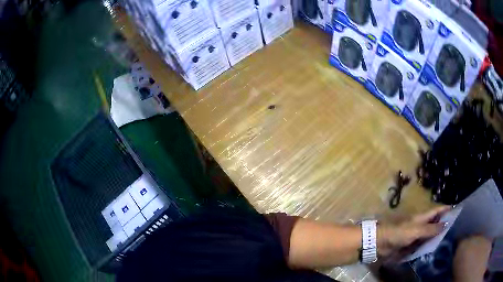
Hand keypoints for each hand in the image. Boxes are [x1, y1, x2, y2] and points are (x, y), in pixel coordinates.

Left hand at [377, 206, 450, 257]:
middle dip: (445, 224)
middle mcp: (421, 224)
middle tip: (456, 229)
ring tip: (450, 240)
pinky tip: (436, 250)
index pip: (437, 210)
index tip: (458, 209)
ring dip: (438, 236)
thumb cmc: (399, 233)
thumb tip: (446, 224)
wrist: (381, 243)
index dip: (447, 209)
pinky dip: (429, 246)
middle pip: (435, 222)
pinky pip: (423, 244)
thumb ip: (430, 229)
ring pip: (430, 234)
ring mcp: (416, 235)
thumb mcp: (417, 229)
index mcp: (423, 217)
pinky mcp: (411, 245)